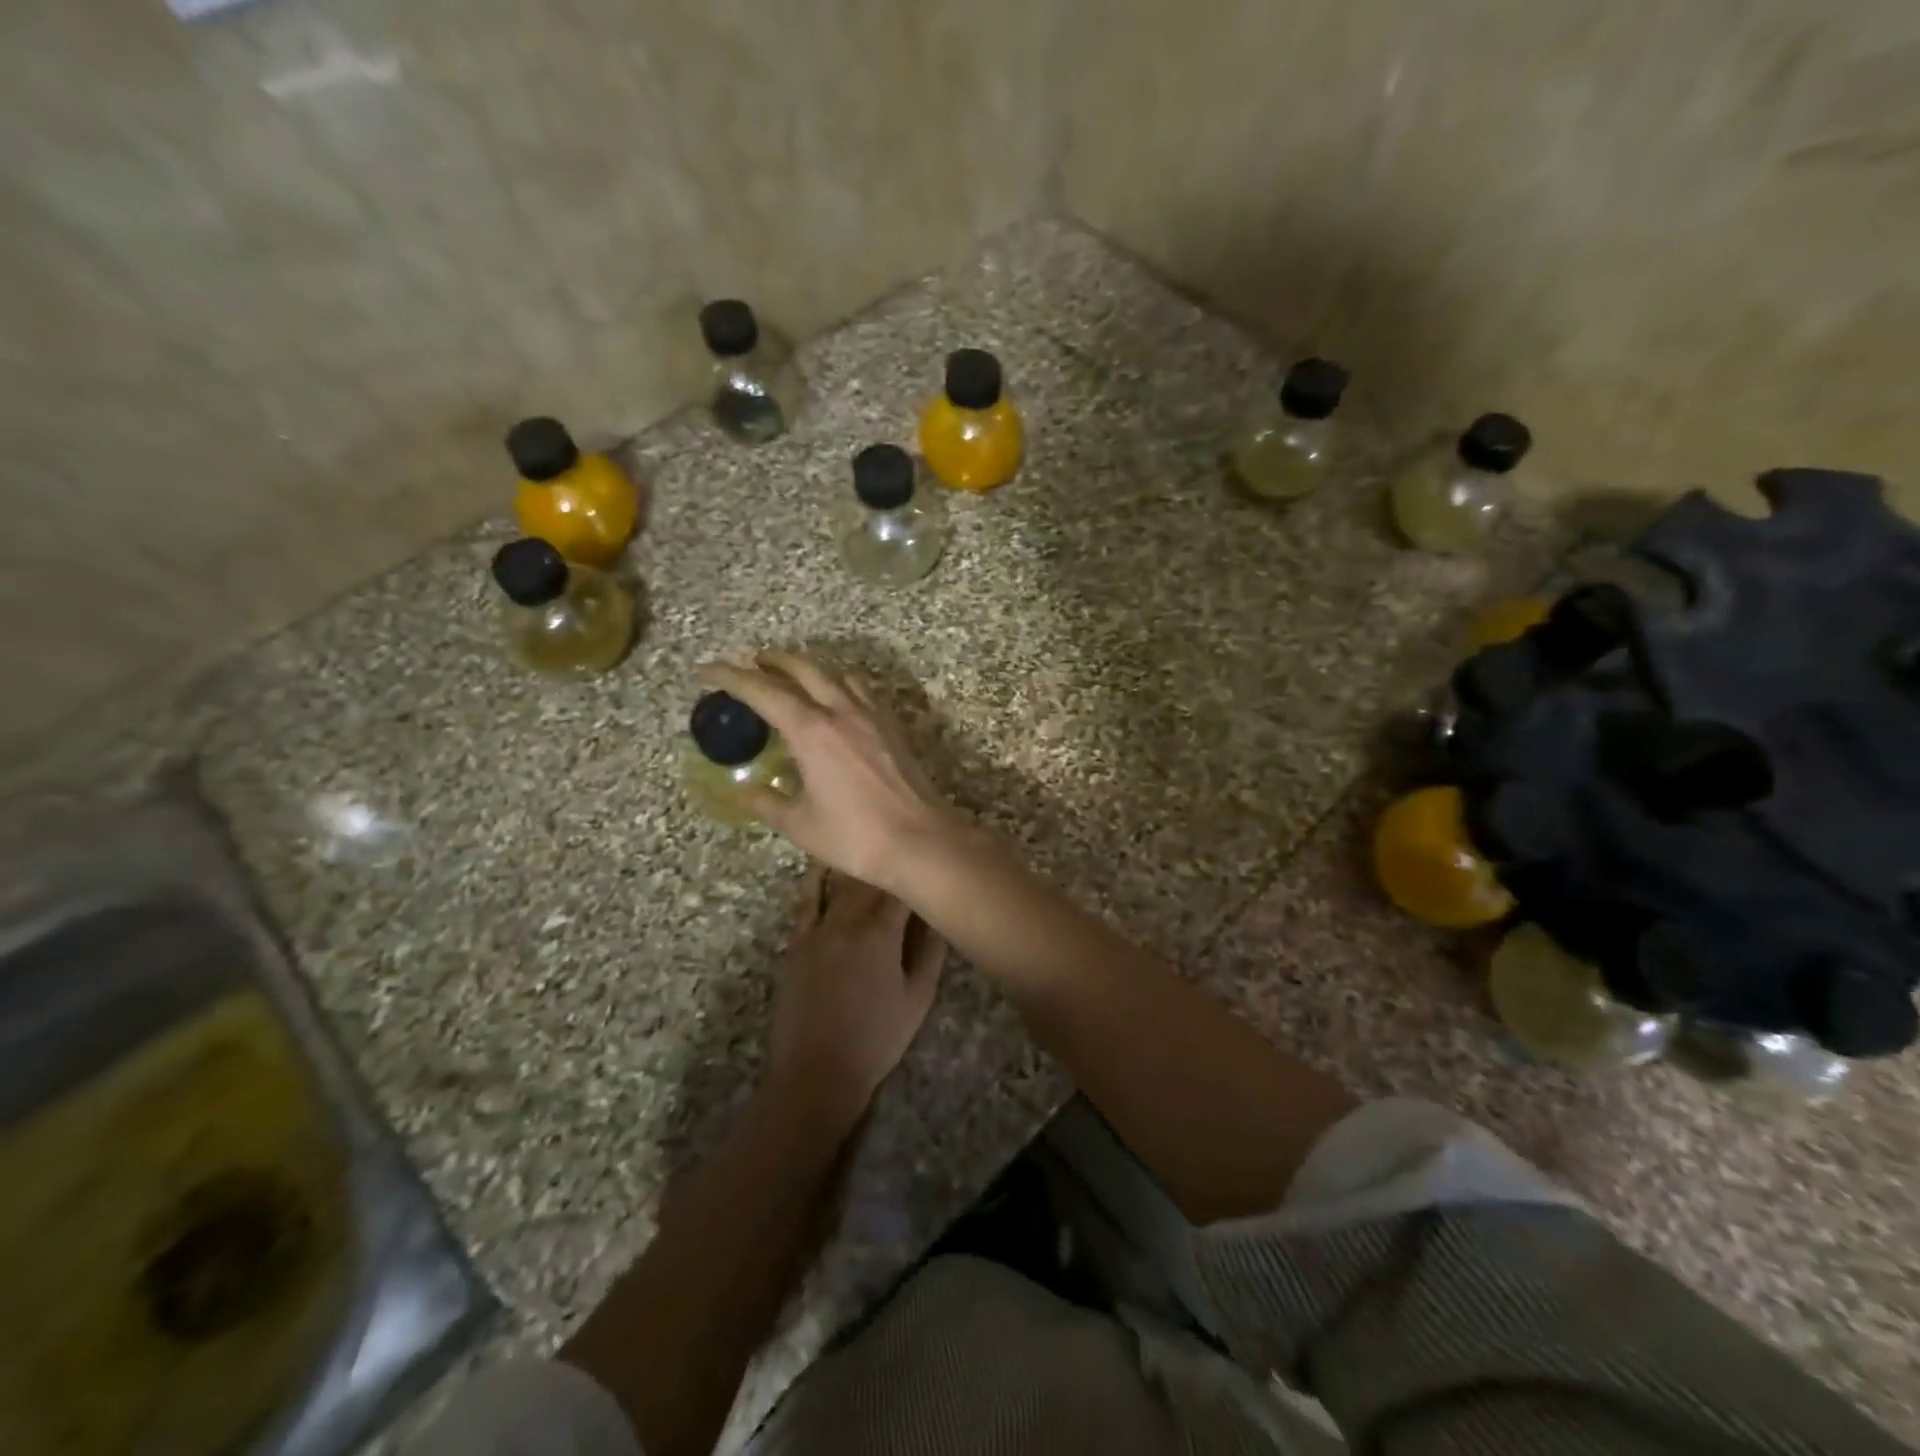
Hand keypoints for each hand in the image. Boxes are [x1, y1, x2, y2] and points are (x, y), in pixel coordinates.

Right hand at [698, 651, 962, 895]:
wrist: (921, 841)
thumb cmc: (855, 836)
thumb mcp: (800, 824)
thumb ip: (768, 803)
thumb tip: (746, 791)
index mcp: (812, 730)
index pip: (763, 691)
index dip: (731, 677)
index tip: (708, 671)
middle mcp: (842, 711)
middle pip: (804, 669)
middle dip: (774, 660)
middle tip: (753, 661)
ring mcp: (873, 716)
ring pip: (838, 674)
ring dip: (811, 667)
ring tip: (794, 675)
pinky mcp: (893, 727)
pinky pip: (862, 690)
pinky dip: (841, 683)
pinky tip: (838, 699)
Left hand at [767, 867, 947, 1130]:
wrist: (815, 1070)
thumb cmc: (876, 1039)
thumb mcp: (918, 998)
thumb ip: (931, 951)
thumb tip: (939, 915)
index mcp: (881, 933)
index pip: (902, 889)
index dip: (917, 875)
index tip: (930, 865)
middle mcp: (847, 920)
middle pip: (871, 881)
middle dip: (890, 867)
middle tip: (906, 855)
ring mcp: (818, 928)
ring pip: (841, 884)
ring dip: (859, 867)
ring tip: (872, 849)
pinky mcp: (797, 941)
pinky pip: (808, 899)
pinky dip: (817, 878)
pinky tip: (826, 863)